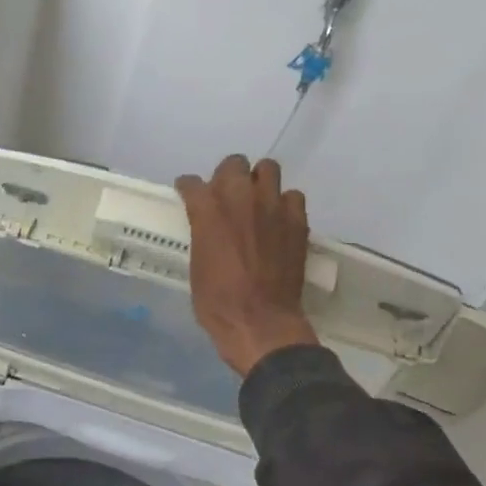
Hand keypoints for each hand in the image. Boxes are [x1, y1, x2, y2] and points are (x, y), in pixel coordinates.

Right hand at [176, 155, 320, 376]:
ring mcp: (272, 206)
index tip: (189, 194)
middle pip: (233, 163)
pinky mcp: (296, 220)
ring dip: (259, 181)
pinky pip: (292, 196)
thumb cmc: (217, 301)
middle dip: (227, 176)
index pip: (191, 183)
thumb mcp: (197, 263)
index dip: (189, 188)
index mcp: (207, 211)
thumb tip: (207, 226)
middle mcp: (239, 198)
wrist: (259, 322)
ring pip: (268, 168)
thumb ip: (202, 233)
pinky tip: (278, 220)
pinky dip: (284, 204)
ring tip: (256, 201)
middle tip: (226, 196)